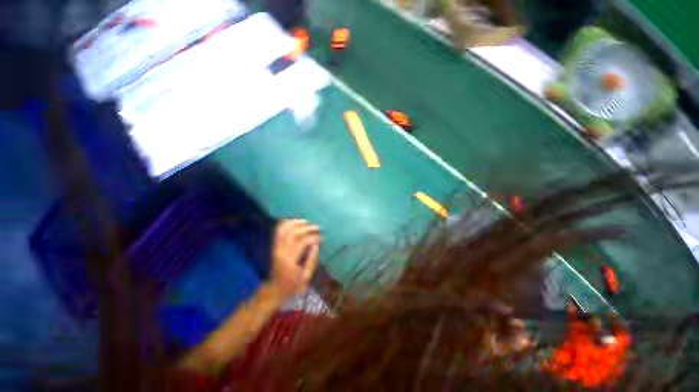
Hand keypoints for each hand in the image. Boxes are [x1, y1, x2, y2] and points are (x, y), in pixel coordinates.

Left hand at [269, 219, 321, 301]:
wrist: (276, 289)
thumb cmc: (293, 286)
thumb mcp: (306, 278)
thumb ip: (311, 261)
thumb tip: (316, 245)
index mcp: (289, 261)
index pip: (301, 243)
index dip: (312, 238)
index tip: (322, 237)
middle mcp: (281, 252)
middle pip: (292, 234)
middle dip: (305, 228)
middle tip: (317, 227)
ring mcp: (276, 248)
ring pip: (283, 230)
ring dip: (295, 223)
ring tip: (306, 222)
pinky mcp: (274, 247)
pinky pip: (278, 232)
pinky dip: (285, 225)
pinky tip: (294, 223)